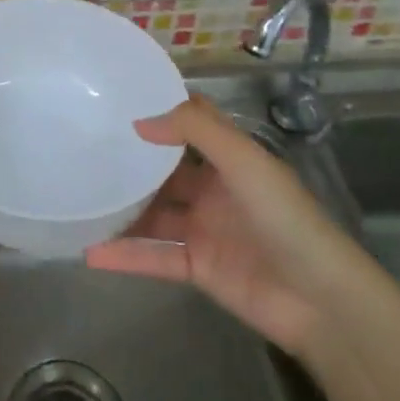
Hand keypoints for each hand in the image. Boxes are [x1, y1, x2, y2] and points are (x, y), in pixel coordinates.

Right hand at [85, 95, 354, 357]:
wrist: (320, 299)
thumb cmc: (285, 217)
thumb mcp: (245, 161)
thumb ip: (195, 132)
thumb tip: (140, 121)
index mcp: (230, 160)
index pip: (192, 126)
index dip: (162, 112)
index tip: (118, 101)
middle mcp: (214, 191)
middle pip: (165, 172)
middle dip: (132, 162)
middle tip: (84, 148)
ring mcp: (204, 231)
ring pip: (154, 214)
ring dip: (122, 210)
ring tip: (79, 199)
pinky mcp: (197, 268)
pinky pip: (154, 257)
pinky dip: (125, 256)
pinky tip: (90, 251)